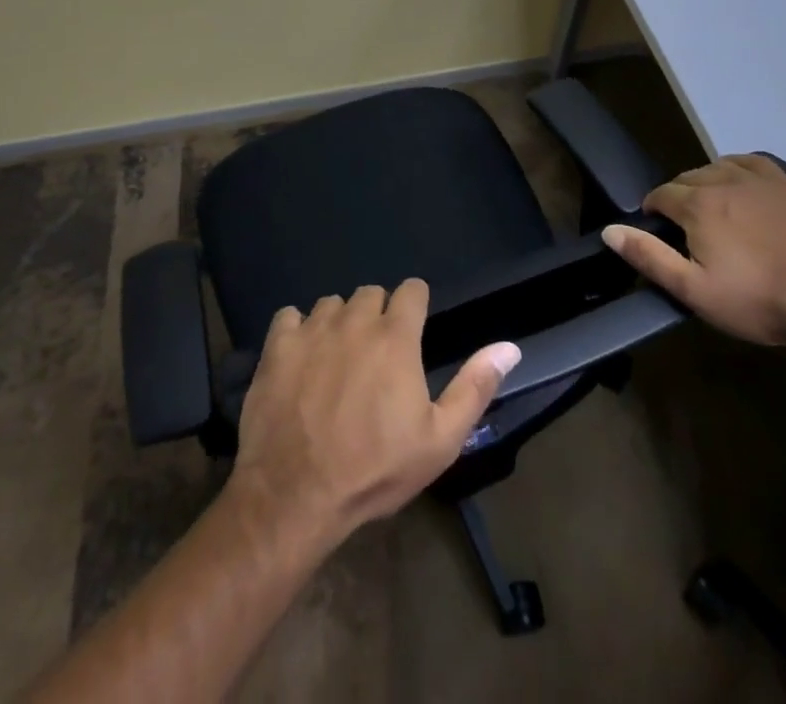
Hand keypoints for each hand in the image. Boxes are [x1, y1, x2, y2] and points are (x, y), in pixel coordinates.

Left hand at [228, 280, 520, 548]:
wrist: (295, 495)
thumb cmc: (374, 469)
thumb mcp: (439, 440)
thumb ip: (475, 387)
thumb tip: (509, 346)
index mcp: (396, 336)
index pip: (412, 290)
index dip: (416, 306)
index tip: (413, 331)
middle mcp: (355, 319)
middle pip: (370, 293)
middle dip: (378, 315)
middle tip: (375, 355)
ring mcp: (312, 329)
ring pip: (331, 304)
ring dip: (339, 323)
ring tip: (337, 360)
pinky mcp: (276, 345)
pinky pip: (289, 316)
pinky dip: (296, 331)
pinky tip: (300, 360)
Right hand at [601, 155, 785, 347]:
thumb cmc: (757, 301)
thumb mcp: (694, 291)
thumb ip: (649, 257)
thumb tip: (610, 230)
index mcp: (697, 205)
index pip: (660, 196)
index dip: (654, 214)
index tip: (660, 236)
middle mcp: (722, 180)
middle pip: (686, 179)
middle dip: (678, 200)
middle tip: (688, 234)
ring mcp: (758, 179)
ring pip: (715, 168)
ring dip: (705, 185)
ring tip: (713, 214)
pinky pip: (748, 161)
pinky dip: (735, 169)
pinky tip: (739, 188)